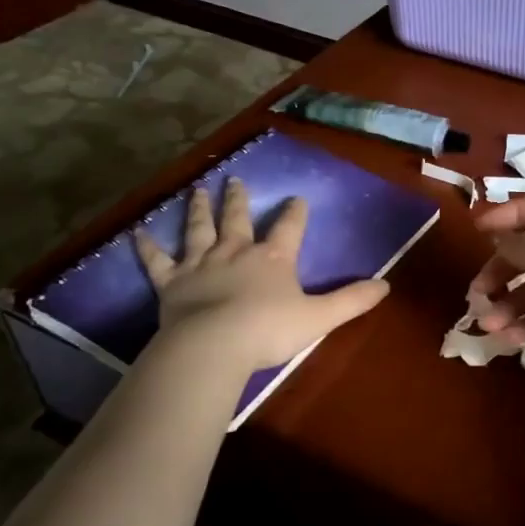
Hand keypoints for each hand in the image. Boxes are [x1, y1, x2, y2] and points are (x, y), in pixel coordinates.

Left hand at [134, 178, 389, 370]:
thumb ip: (352, 300)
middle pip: (238, 219)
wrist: (214, 346)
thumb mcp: (320, 316)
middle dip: (238, 199)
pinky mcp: (171, 282)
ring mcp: (200, 263)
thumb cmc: (269, 330)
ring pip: (199, 229)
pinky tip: (137, 232)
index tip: (298, 198)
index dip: (296, 212)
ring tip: (197, 189)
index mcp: (273, 258)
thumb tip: (386, 285)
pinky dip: (147, 246)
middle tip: (234, 179)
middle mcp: (236, 251)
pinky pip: (157, 260)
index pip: (290, 227)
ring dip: (199, 208)